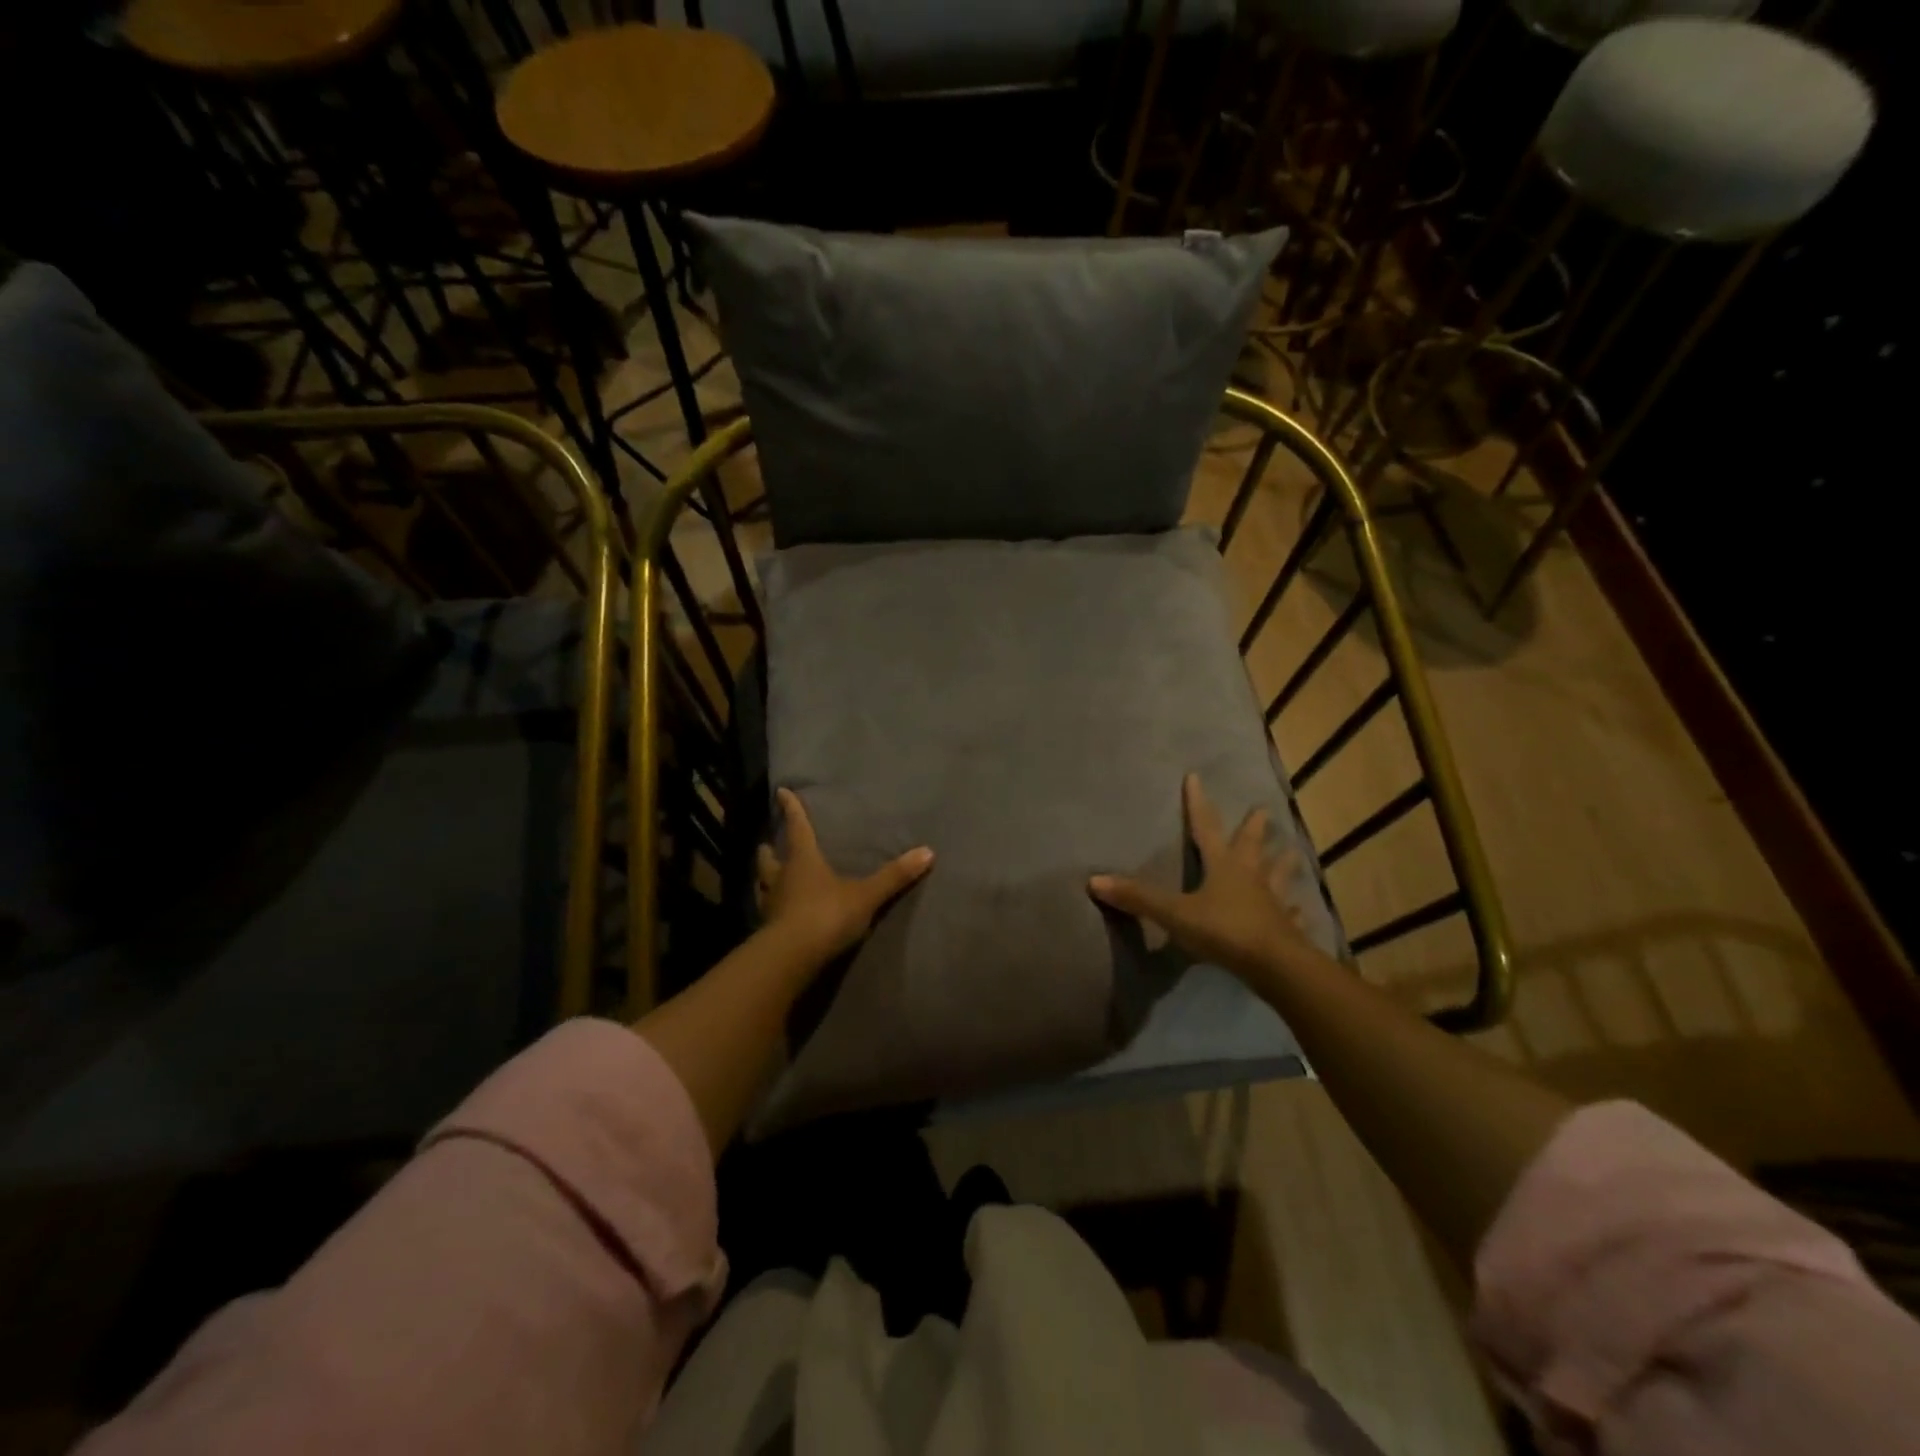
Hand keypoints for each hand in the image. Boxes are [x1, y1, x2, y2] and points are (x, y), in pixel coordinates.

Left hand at [757, 788, 933, 965]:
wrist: (792, 957)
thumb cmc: (827, 914)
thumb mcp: (866, 895)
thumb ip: (894, 876)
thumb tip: (928, 852)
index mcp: (803, 859)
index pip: (797, 827)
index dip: (791, 809)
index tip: (781, 792)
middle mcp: (781, 877)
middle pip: (769, 857)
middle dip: (770, 849)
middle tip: (771, 844)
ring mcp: (770, 904)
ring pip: (762, 884)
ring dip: (765, 878)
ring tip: (769, 876)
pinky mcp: (767, 930)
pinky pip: (767, 912)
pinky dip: (771, 907)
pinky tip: (776, 912)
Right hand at [1089, 773, 1309, 980]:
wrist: (1275, 966)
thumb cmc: (1224, 931)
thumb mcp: (1175, 914)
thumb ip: (1138, 897)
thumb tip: (1094, 880)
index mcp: (1223, 866)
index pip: (1205, 827)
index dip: (1197, 803)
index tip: (1195, 777)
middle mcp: (1250, 876)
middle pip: (1251, 846)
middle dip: (1254, 828)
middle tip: (1261, 810)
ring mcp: (1272, 902)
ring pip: (1279, 876)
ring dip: (1283, 864)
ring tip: (1292, 851)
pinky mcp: (1286, 929)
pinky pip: (1290, 915)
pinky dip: (1294, 911)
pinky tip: (1301, 910)